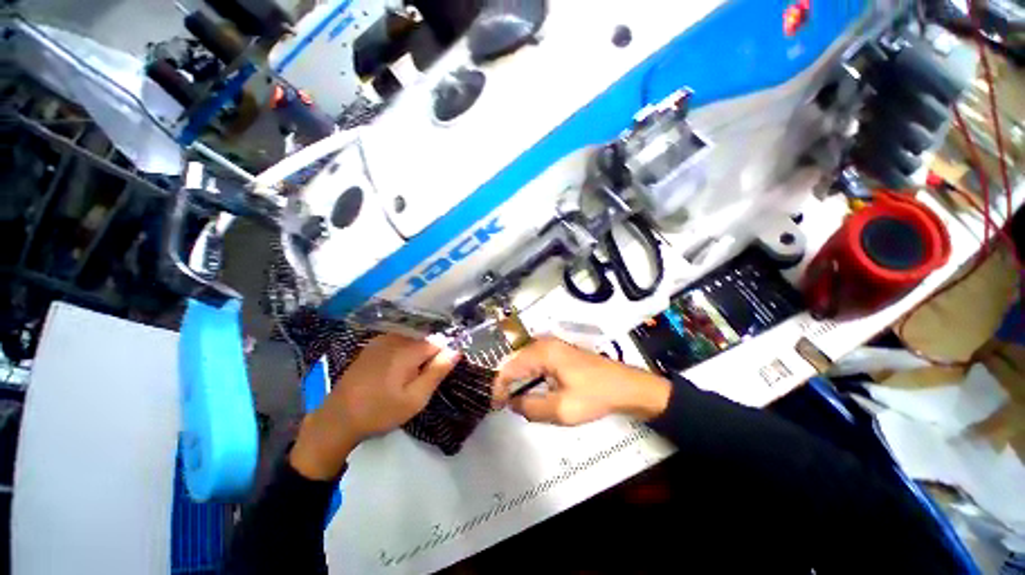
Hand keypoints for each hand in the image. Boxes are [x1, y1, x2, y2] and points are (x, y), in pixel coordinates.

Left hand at [290, 334, 460, 479]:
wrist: (337, 418)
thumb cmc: (380, 411)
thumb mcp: (415, 398)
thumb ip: (437, 371)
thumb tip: (456, 350)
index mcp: (407, 349)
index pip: (439, 342)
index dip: (441, 357)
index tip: (436, 375)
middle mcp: (395, 338)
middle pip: (425, 339)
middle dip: (428, 356)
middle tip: (419, 381)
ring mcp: (381, 340)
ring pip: (412, 341)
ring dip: (416, 356)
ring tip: (406, 379)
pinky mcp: (372, 346)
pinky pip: (398, 343)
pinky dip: (403, 353)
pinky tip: (394, 373)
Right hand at [492, 336, 670, 425]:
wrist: (625, 387)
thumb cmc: (594, 395)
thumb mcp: (562, 409)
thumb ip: (531, 408)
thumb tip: (512, 403)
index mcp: (542, 352)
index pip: (509, 367)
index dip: (498, 387)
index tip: (494, 405)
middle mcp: (543, 344)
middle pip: (515, 362)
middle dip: (507, 383)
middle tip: (504, 405)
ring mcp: (552, 346)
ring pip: (525, 363)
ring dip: (518, 381)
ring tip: (515, 401)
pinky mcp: (559, 353)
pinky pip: (536, 363)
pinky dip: (529, 377)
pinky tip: (532, 392)